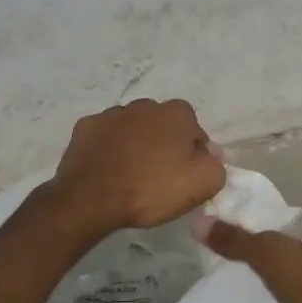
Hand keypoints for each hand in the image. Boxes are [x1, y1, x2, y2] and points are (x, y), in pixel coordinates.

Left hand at [47, 99, 226, 234]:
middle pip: (163, 127)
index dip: (194, 155)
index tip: (186, 178)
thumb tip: (208, 155)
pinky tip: (108, 171)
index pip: (195, 132)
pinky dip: (109, 150)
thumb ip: (216, 165)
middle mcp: (144, 104)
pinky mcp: (85, 128)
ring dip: (135, 146)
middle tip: (160, 178)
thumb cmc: (152, 188)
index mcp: (176, 113)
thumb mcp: (204, 183)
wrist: (92, 198)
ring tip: (131, 177)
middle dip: (164, 146)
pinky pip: (105, 138)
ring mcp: (111, 114)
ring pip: (133, 130)